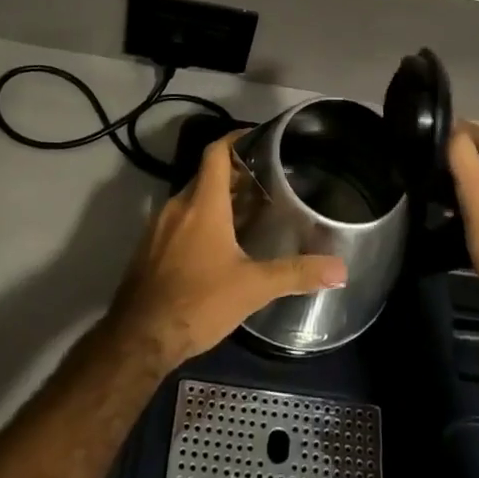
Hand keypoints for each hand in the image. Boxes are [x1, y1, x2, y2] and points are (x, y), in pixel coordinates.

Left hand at [107, 133, 346, 371]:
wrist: (139, 338)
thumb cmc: (198, 302)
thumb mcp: (253, 287)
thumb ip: (296, 273)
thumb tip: (340, 269)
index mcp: (202, 204)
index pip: (216, 152)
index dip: (236, 139)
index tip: (258, 140)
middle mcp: (177, 206)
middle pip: (206, 175)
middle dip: (234, 175)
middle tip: (265, 183)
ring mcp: (158, 227)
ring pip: (191, 199)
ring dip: (217, 200)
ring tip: (248, 213)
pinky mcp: (149, 248)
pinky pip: (178, 221)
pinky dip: (199, 221)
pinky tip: (218, 246)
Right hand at [447, 122, 478, 306]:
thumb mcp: (475, 194)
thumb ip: (461, 155)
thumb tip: (449, 127)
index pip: (464, 128)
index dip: (442, 141)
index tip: (425, 162)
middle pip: (477, 148)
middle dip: (454, 160)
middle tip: (432, 183)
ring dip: (468, 179)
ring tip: (446, 200)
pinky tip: (471, 212)